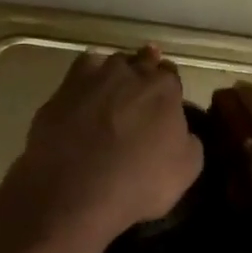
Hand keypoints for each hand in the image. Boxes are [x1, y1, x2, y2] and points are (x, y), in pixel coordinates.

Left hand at [4, 46, 203, 247]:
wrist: (75, 190)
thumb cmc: (138, 182)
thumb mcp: (186, 170)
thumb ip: (189, 141)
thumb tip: (182, 131)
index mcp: (164, 89)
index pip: (171, 75)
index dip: (168, 90)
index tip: (165, 104)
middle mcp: (129, 72)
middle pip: (141, 62)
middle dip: (144, 73)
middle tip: (140, 95)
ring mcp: (92, 78)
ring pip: (109, 63)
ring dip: (114, 74)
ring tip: (112, 94)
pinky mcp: (62, 91)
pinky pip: (79, 74)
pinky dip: (85, 81)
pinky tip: (84, 96)